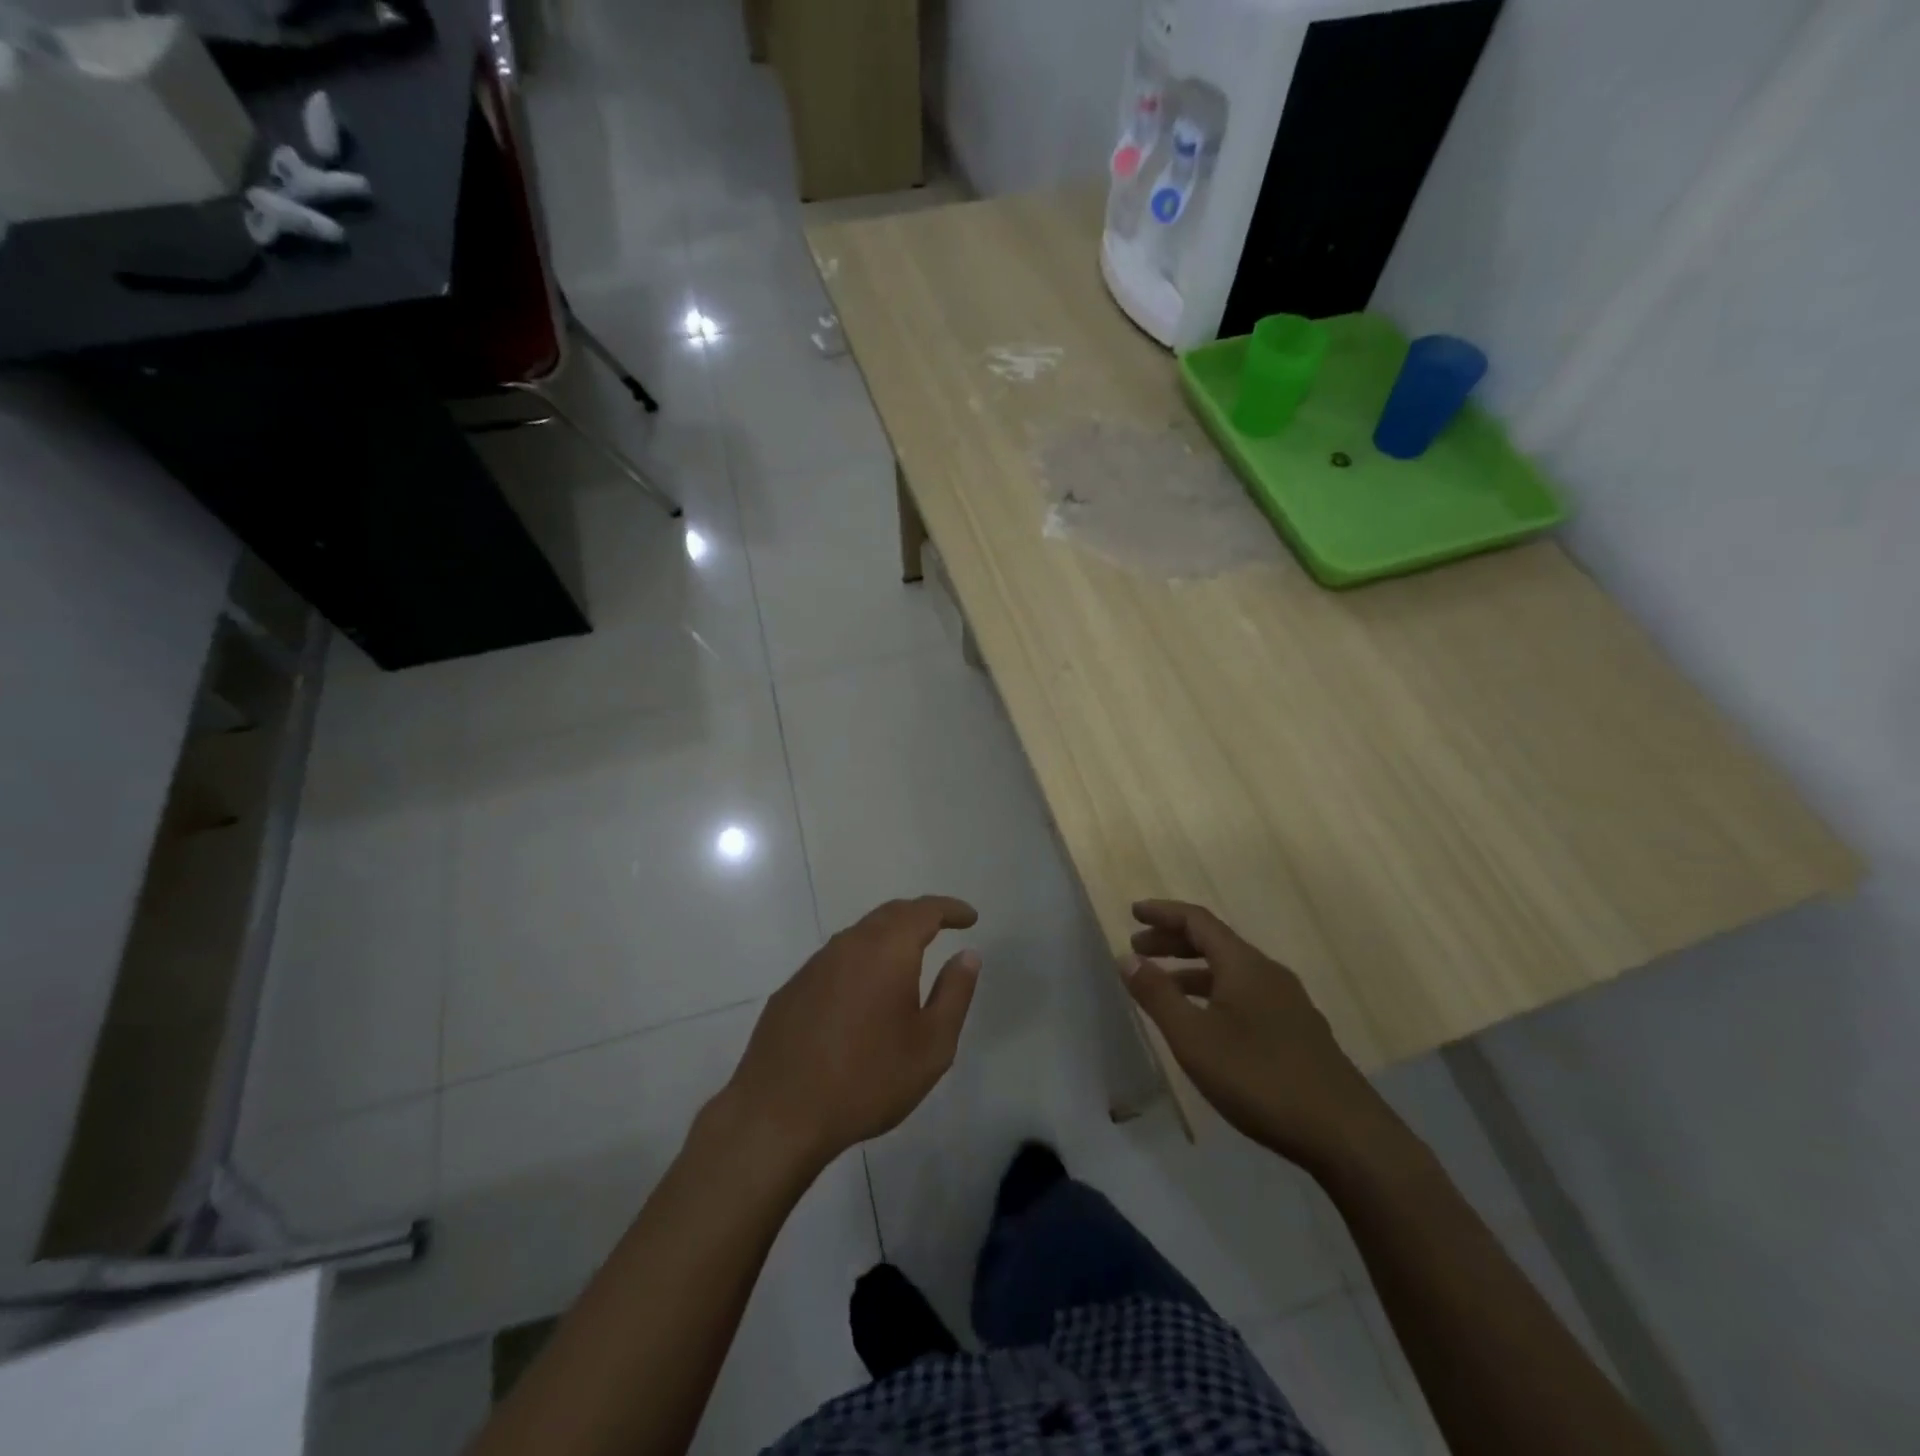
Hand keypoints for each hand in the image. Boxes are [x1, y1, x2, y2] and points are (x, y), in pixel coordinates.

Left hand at [721, 897, 981, 1170]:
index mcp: (887, 950)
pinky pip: (835, 961)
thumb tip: (967, 954)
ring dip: (888, 937)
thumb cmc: (868, 1079)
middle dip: (919, 916)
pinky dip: (860, 962)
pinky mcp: (792, 989)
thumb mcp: (931, 1045)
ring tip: (907, 957)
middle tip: (942, 926)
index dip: (950, 909)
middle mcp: (849, 945)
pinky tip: (863, 993)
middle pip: (890, 914)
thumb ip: (954, 993)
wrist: (779, 1113)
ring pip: (859, 936)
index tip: (970, 918)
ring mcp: (815, 965)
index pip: (924, 911)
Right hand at [1125, 900, 1401, 1175]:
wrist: (1346, 1134)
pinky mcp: (1298, 1031)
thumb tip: (1128, 958)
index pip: (1197, 921)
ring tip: (1162, 987)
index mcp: (1244, 964)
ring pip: (1231, 971)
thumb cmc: (1260, 1078)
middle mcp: (1268, 973)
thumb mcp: (1194, 1038)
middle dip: (1173, 941)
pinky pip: (1246, 994)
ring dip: (1192, 970)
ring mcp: (1288, 1003)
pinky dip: (1215, 993)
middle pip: (1215, 942)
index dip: (1163, 913)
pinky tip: (1206, 1023)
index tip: (1133, 912)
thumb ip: (1158, 995)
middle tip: (1138, 949)